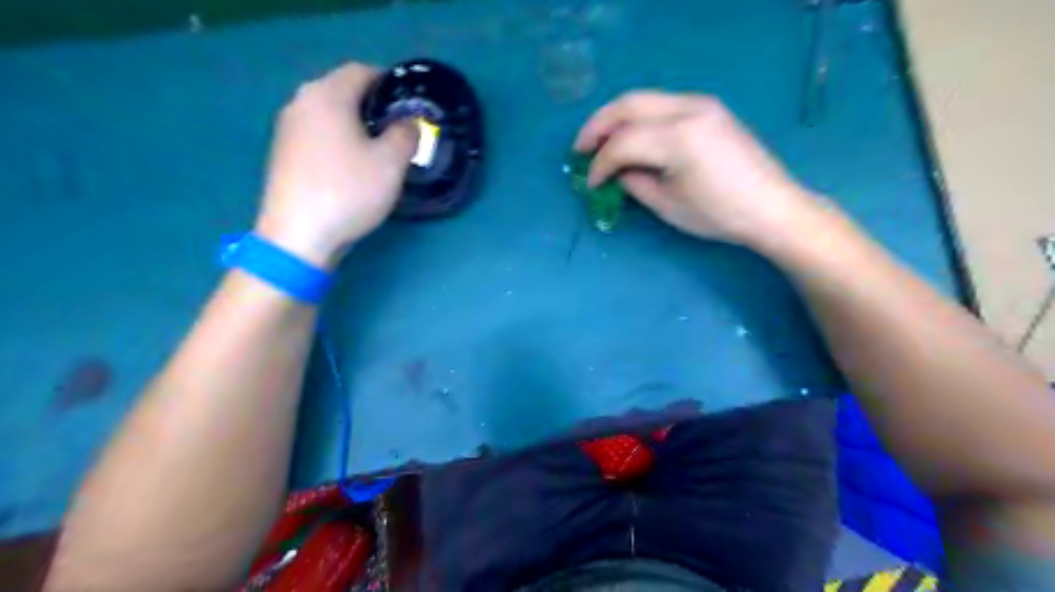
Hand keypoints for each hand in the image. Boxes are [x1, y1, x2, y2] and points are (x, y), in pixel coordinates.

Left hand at [256, 61, 419, 267]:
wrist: (297, 236)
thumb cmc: (347, 192)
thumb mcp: (391, 164)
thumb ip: (406, 135)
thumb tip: (408, 123)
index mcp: (327, 95)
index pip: (362, 71)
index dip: (390, 82)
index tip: (410, 104)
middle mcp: (301, 102)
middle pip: (343, 91)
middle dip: (374, 106)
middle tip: (400, 130)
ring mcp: (288, 129)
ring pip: (330, 114)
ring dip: (357, 125)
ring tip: (380, 149)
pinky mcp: (284, 154)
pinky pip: (319, 135)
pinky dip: (339, 141)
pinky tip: (352, 167)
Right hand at [576, 91, 824, 246]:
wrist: (771, 207)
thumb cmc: (719, 214)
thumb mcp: (668, 205)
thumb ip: (635, 183)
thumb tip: (617, 172)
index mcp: (679, 138)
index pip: (623, 143)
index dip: (600, 164)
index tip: (589, 184)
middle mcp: (688, 109)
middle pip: (628, 105)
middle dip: (598, 126)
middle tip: (580, 148)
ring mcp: (701, 104)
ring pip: (644, 99)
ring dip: (616, 118)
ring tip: (600, 141)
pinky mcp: (709, 108)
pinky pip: (662, 104)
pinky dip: (639, 117)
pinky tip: (631, 136)